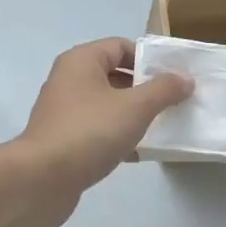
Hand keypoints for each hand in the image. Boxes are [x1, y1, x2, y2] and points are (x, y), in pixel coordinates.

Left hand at [12, 38, 191, 226]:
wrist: (40, 180)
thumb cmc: (89, 132)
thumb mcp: (135, 107)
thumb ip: (163, 90)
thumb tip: (185, 78)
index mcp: (81, 61)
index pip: (121, 46)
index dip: (149, 59)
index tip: (175, 78)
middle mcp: (69, 80)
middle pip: (115, 75)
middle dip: (145, 89)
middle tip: (175, 103)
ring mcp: (65, 112)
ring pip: (108, 105)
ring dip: (134, 115)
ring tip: (164, 128)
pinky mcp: (64, 140)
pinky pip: (98, 130)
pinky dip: (118, 137)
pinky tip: (140, 154)